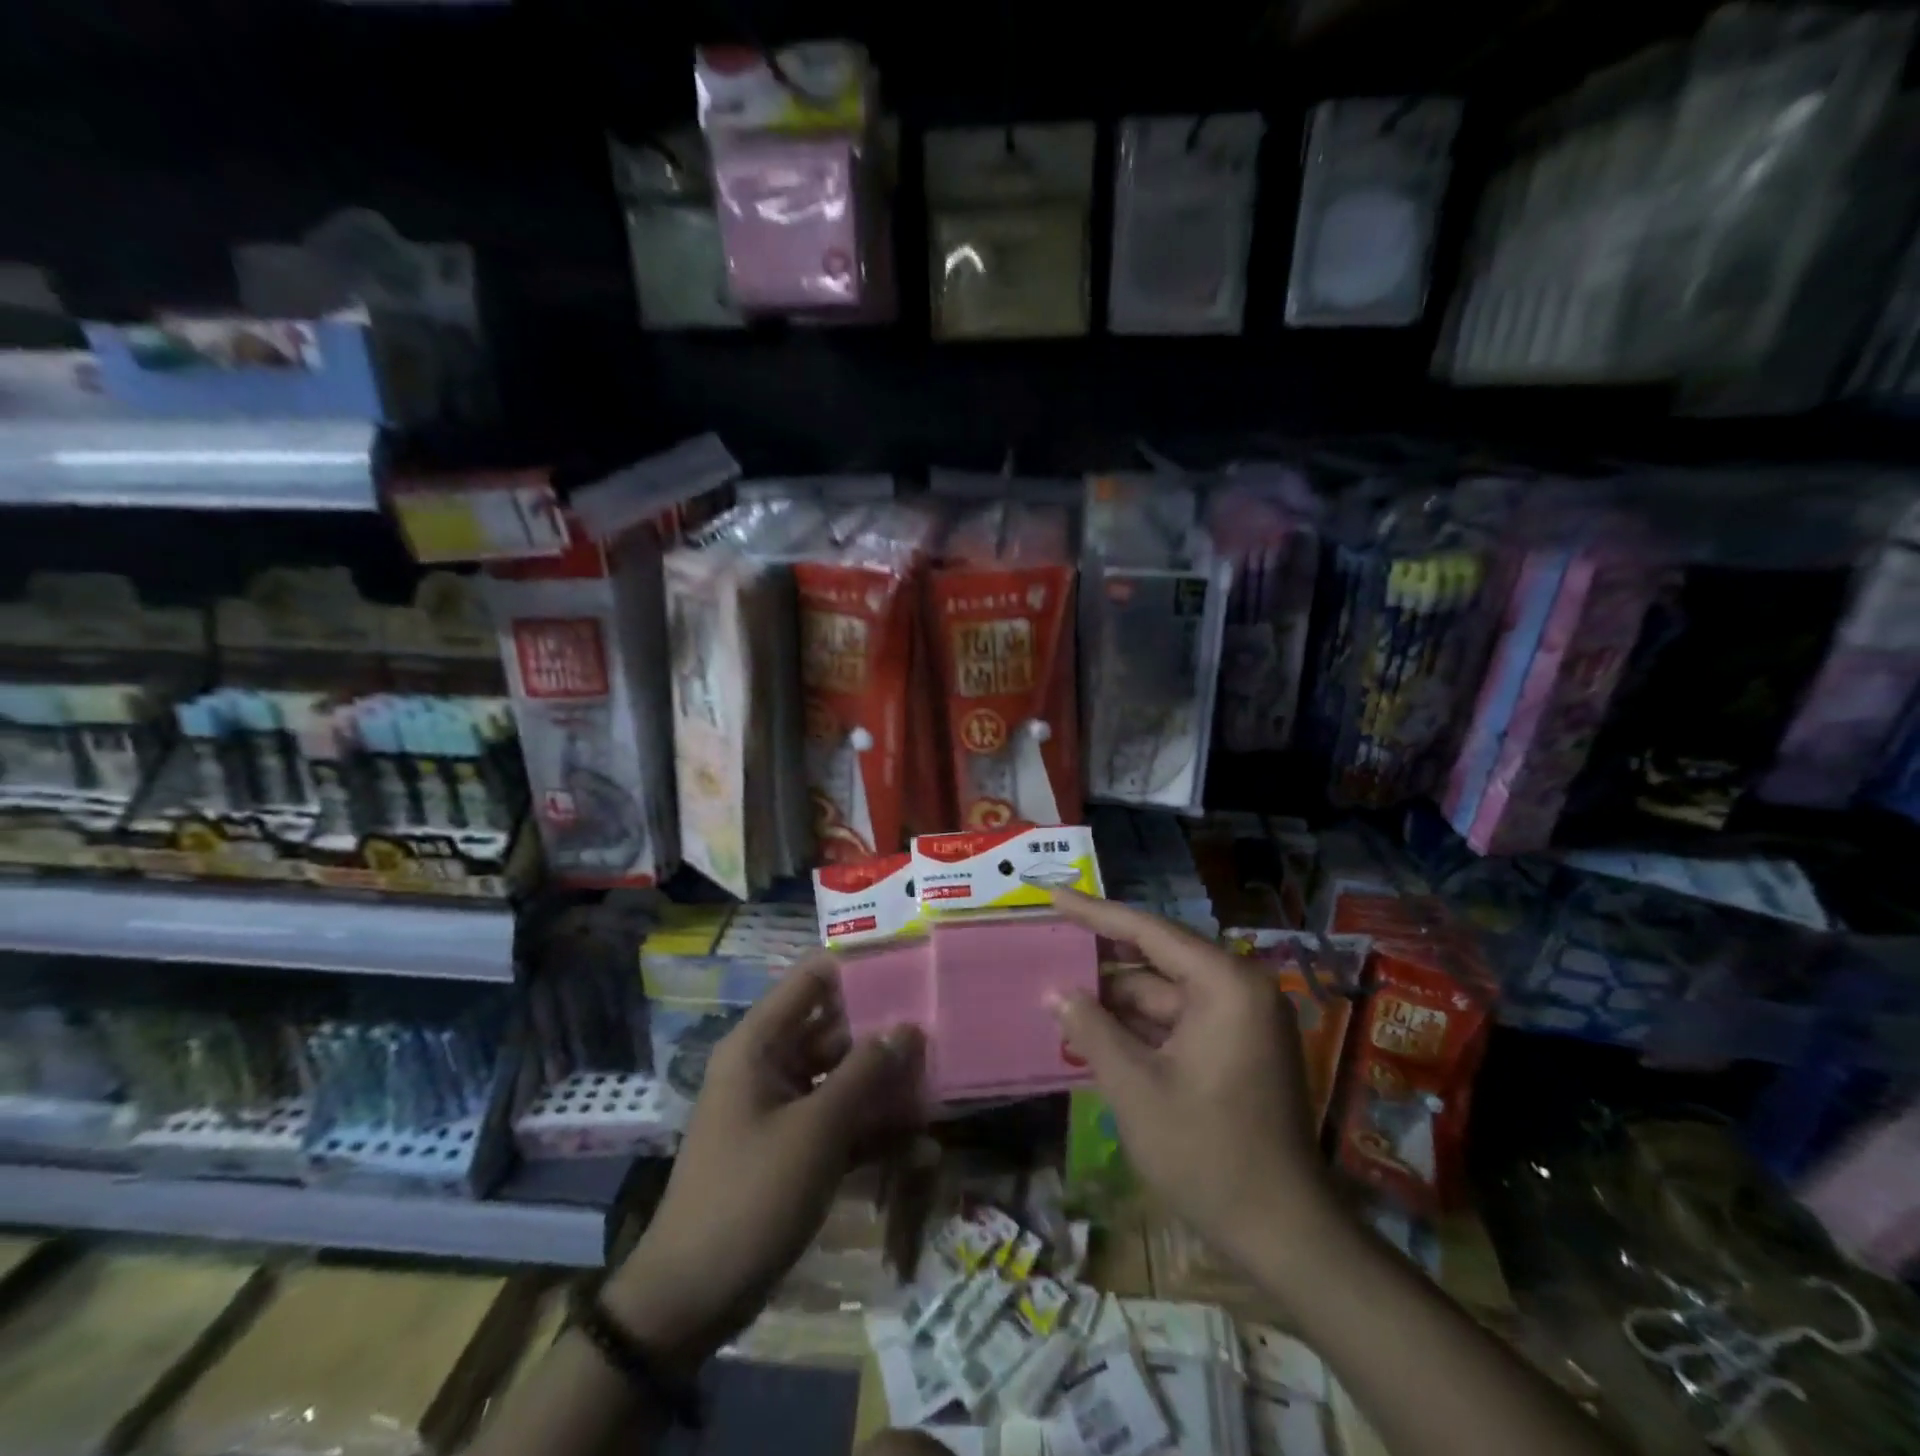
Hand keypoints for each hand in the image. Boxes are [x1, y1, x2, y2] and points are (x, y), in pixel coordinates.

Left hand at [608, 956, 922, 1367]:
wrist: (693, 1298)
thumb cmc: (751, 1195)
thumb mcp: (815, 1130)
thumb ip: (865, 1073)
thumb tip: (909, 1027)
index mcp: (760, 1043)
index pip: (812, 979)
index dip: (859, 968)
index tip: (911, 966)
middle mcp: (771, 1064)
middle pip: (835, 1028)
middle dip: (885, 1030)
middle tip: (941, 1027)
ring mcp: (783, 1107)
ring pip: (843, 1076)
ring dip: (885, 1082)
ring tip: (940, 1081)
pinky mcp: (795, 1147)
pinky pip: (840, 1120)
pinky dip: (873, 1127)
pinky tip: (921, 1141)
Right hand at [1048, 889, 1336, 1263]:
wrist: (1285, 1235)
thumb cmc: (1208, 1154)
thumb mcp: (1135, 1088)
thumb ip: (1092, 1030)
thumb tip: (1055, 993)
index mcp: (1224, 984)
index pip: (1148, 931)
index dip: (1094, 912)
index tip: (1053, 895)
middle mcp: (1238, 989)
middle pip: (1156, 958)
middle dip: (1101, 958)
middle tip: (1049, 943)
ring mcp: (1240, 1020)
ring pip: (1163, 992)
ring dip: (1114, 998)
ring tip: (1058, 990)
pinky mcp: (1236, 1048)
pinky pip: (1176, 1020)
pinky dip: (1137, 1025)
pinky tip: (1093, 1027)